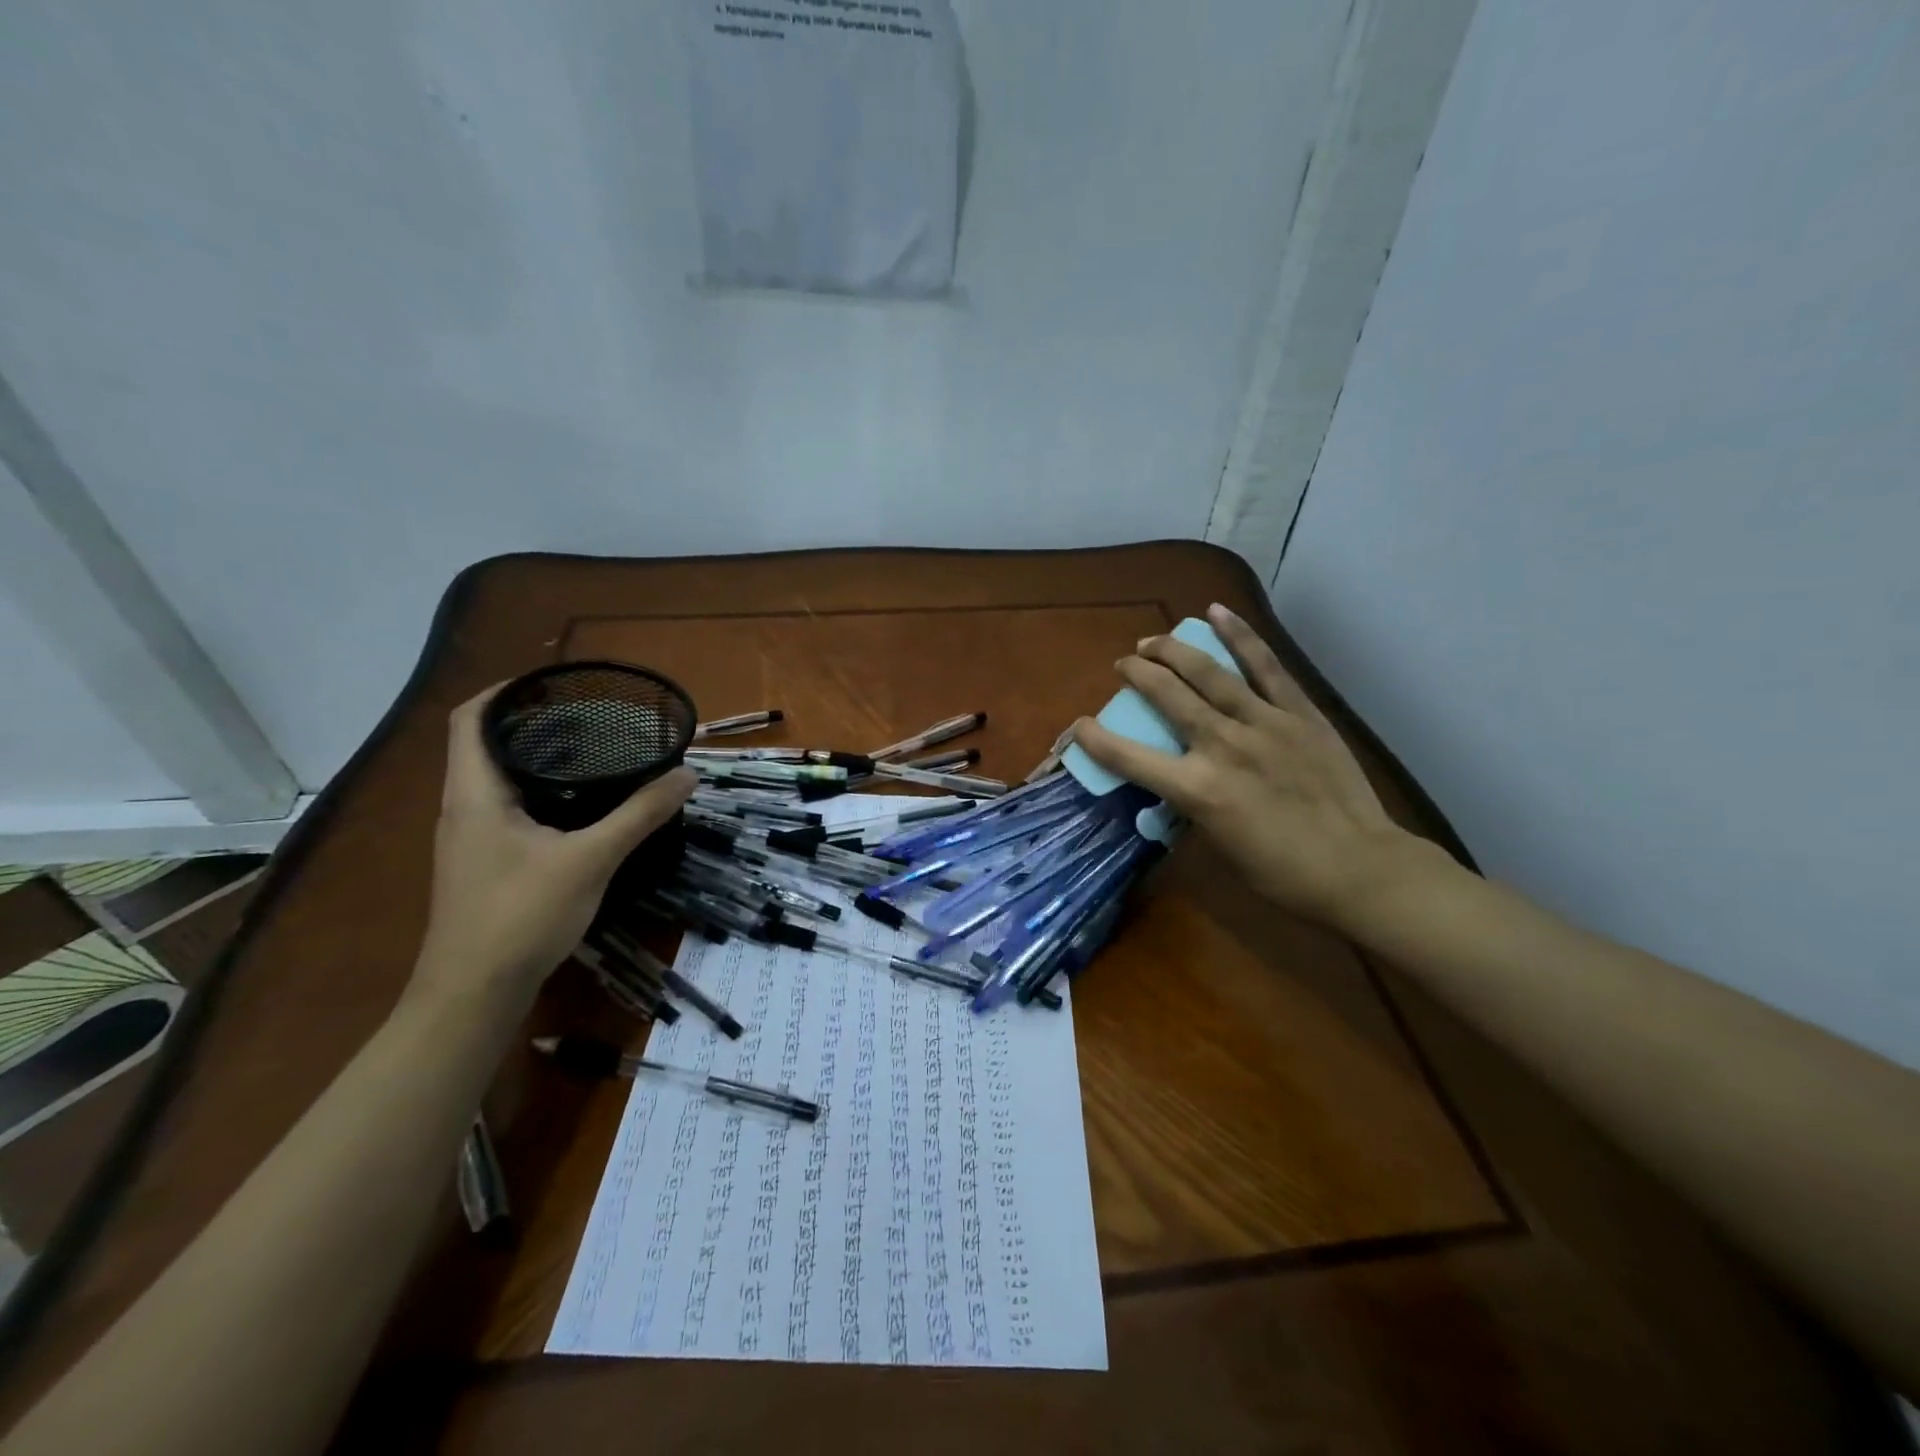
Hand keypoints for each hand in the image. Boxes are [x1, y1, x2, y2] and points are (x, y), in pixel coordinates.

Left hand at [408, 685, 694, 1011]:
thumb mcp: (591, 858)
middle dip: (532, 722)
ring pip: (497, 779)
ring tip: (591, 751)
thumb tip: (687, 774)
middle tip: (589, 715)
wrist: (472, 994)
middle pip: (485, 744)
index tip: (553, 682)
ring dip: (536, 758)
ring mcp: (470, 839)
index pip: (471, 719)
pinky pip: (507, 807)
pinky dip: (539, 791)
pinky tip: (579, 805)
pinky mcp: (484, 863)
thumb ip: (640, 814)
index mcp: (474, 794)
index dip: (505, 691)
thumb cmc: (521, 915)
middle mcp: (463, 807)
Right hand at [1073, 604, 1437, 929]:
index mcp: (1198, 790)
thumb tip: (1180, 781)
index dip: (1096, 739)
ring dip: (1173, 651)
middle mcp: (1222, 746)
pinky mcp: (1298, 712)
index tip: (1080, 726)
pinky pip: (1265, 666)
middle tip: (1125, 665)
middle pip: (1167, 697)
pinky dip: (1239, 636)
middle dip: (1137, 674)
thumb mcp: (1219, 846)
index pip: (1130, 758)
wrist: (1358, 867)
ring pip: (1208, 672)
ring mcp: (1263, 723)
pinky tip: (1217, 612)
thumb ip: (1194, 805)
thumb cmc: (1282, 872)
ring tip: (1153, 641)